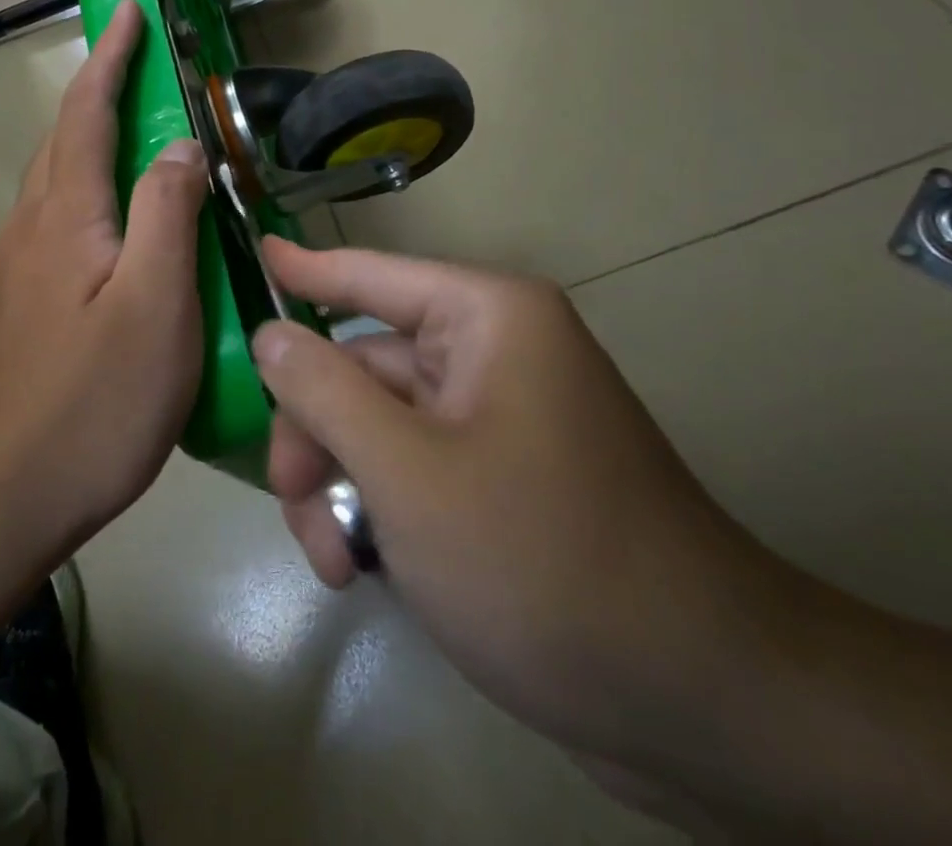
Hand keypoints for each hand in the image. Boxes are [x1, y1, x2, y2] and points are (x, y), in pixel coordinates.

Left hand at [0, 0, 210, 564]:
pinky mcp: (6, 313)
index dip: (110, 58)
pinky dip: (83, 200)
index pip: (87, 113)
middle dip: (97, 92)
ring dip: (87, 146)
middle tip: (138, 69)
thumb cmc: (89, 404)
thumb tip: (179, 146)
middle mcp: (26, 231)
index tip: (128, 12)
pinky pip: (49, 229)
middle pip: (61, 142)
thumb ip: (166, 214)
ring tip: (133, 143)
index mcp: (64, 218)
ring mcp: (7, 274)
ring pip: (52, 188)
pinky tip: (107, 235)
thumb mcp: (155, 305)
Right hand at [252, 239, 806, 778]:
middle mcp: (496, 352)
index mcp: (487, 319)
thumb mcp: (407, 473)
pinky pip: (417, 466)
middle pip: (366, 366)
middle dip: (318, 434)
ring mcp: (503, 417)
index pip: (372, 274)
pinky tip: (367, 568)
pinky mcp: (507, 477)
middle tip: (290, 502)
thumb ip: (325, 392)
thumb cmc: (541, 560)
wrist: (697, 701)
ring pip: (383, 426)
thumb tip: (272, 332)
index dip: (307, 266)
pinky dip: (382, 508)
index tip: (254, 250)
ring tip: (335, 562)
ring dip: (344, 485)